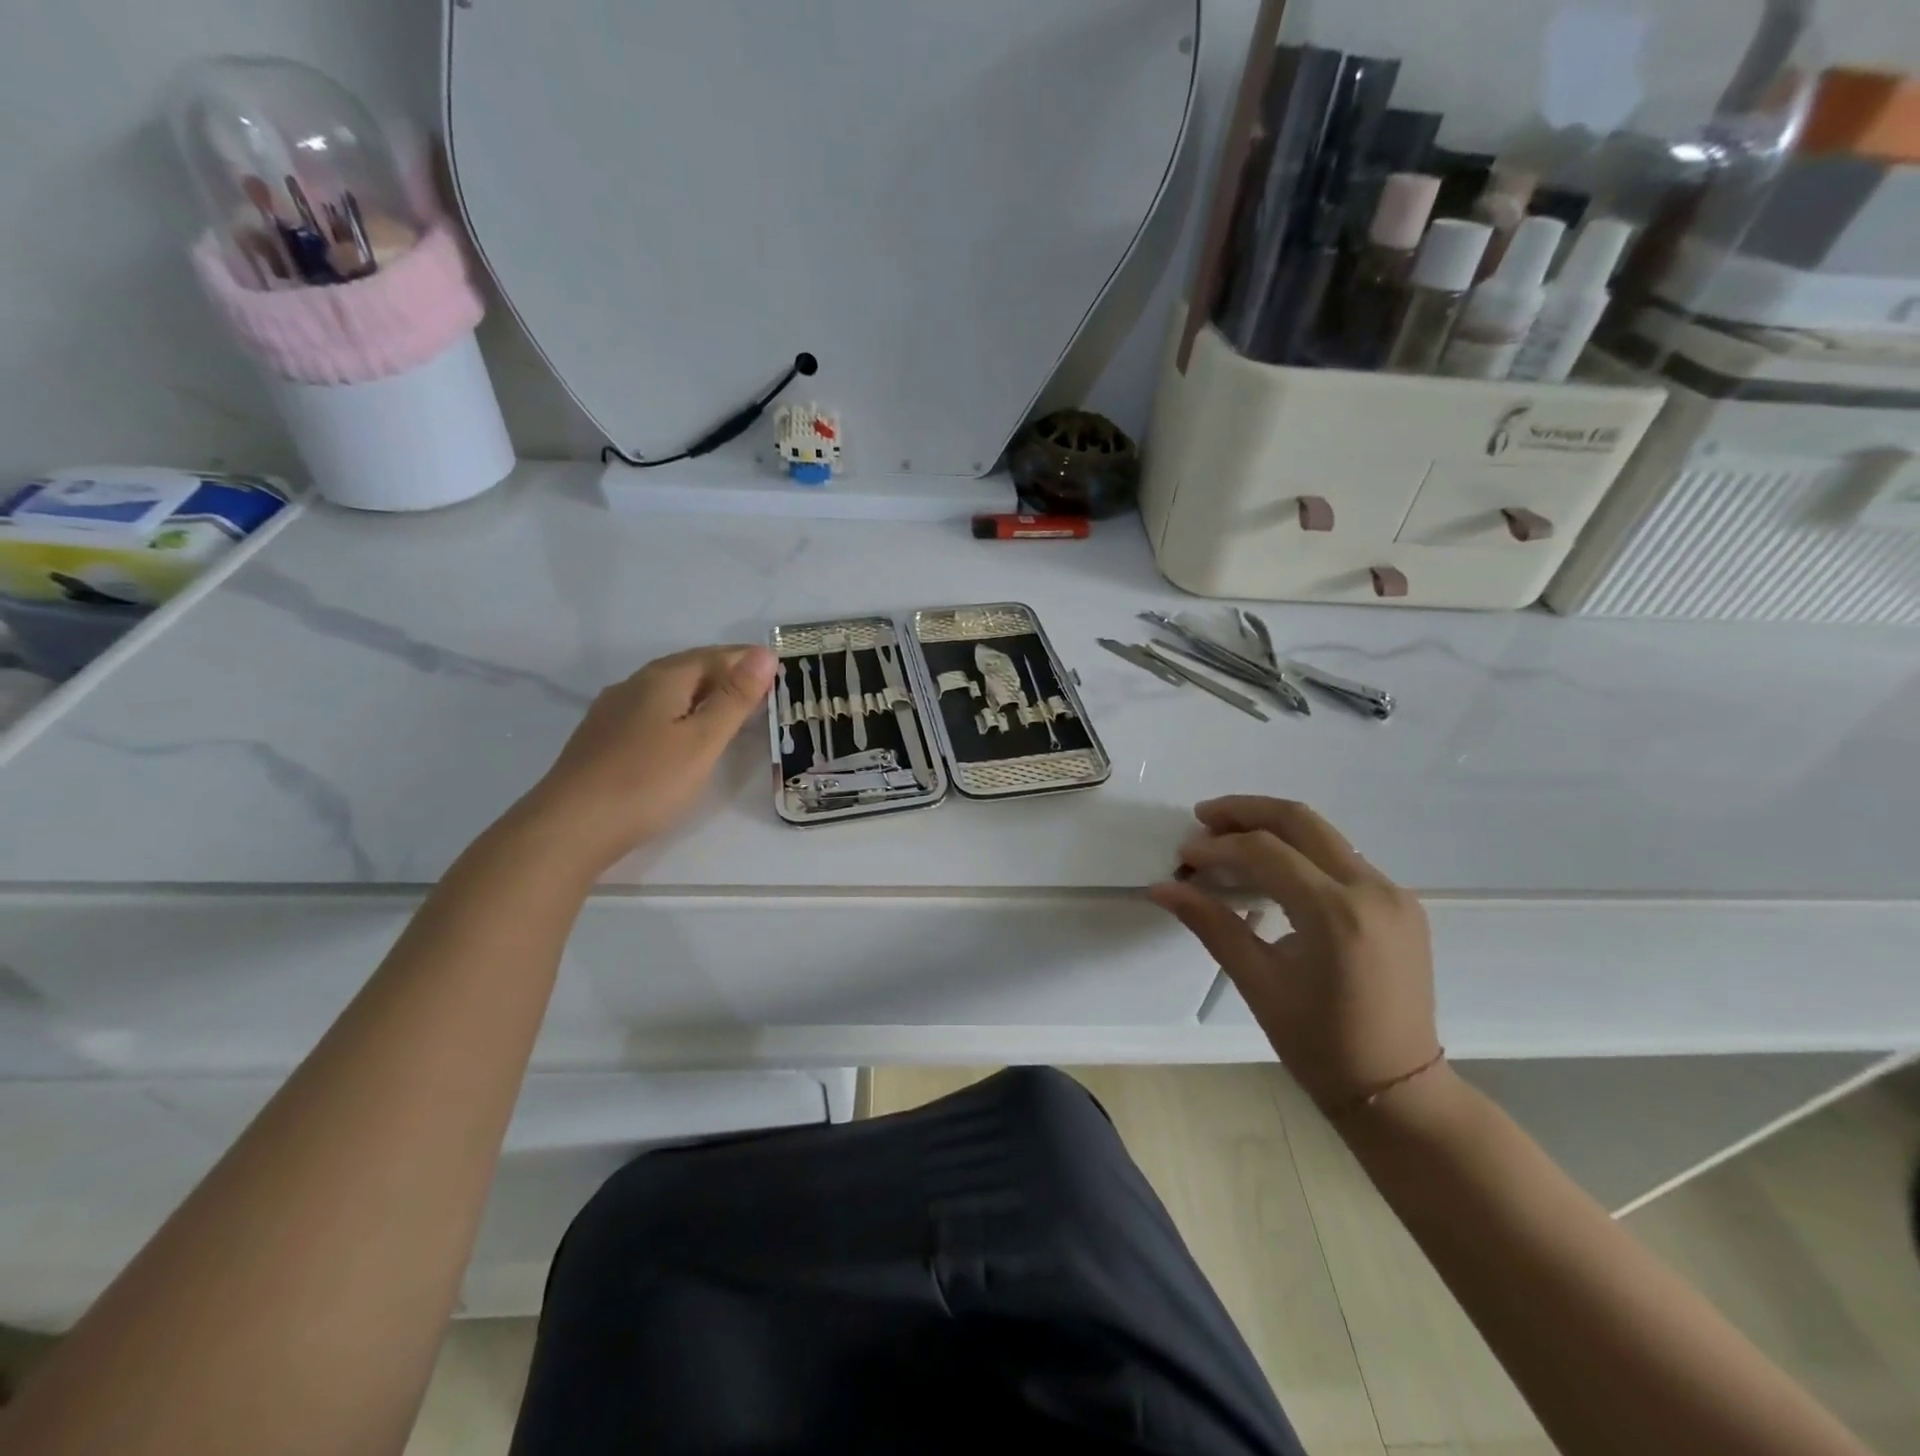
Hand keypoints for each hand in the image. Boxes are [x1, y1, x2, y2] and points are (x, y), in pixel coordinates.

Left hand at [519, 645, 777, 871]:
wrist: (570, 826)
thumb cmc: (647, 781)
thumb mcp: (702, 741)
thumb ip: (734, 698)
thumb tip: (764, 653)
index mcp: (664, 679)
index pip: (716, 656)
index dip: (747, 660)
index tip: (779, 668)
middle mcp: (636, 684)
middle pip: (689, 666)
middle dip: (725, 670)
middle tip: (760, 685)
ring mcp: (613, 709)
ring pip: (667, 687)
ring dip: (701, 690)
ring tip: (727, 705)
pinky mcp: (602, 736)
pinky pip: (651, 708)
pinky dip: (678, 709)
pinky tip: (680, 728)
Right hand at [1148, 797, 1439, 1112]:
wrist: (1398, 1090)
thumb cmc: (1320, 1045)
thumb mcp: (1258, 982)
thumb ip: (1211, 924)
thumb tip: (1162, 887)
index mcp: (1337, 914)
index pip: (1266, 852)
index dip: (1217, 847)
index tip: (1184, 856)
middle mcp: (1372, 889)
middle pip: (1300, 821)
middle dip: (1245, 812)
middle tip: (1203, 817)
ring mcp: (1393, 893)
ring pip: (1323, 834)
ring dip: (1272, 828)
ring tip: (1227, 838)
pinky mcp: (1400, 903)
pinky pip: (1341, 859)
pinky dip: (1300, 852)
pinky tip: (1270, 869)